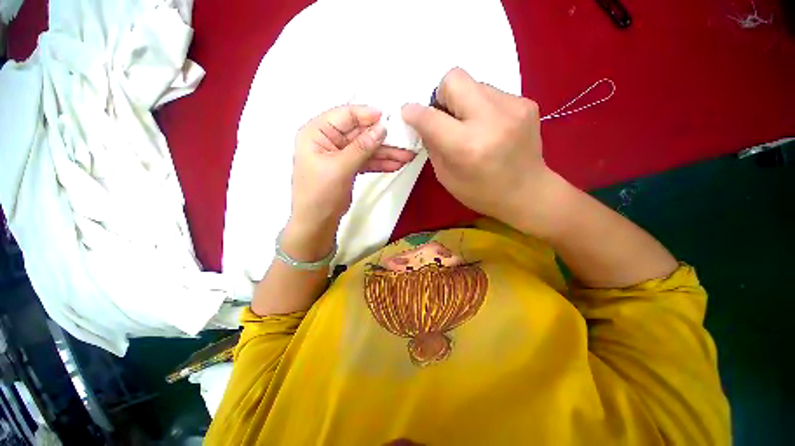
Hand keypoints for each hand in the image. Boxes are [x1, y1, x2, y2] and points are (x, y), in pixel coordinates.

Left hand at [287, 105, 414, 259]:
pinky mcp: (349, 167)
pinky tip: (396, 164)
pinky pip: (367, 161)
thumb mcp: (340, 168)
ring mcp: (340, 154)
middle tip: (405, 141)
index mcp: (317, 132)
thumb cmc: (320, 193)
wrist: (317, 221)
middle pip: (360, 133)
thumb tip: (382, 128)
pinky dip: (380, 163)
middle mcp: (328, 140)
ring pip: (366, 148)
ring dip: (386, 153)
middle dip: (382, 139)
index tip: (388, 118)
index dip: (367, 115)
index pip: (344, 115)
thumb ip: (362, 147)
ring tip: (407, 156)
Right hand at [401, 68, 561, 236]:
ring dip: (464, 102)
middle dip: (442, 95)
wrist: (528, 193)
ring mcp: (513, 108)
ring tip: (472, 126)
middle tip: (446, 117)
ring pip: (474, 83)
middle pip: (454, 79)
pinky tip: (490, 127)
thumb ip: (433, 145)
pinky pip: (492, 92)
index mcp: (467, 147)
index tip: (409, 114)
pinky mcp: (527, 103)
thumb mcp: (446, 177)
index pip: (431, 117)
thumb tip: (423, 122)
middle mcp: (490, 120)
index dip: (414, 113)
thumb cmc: (481, 193)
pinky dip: (483, 106)